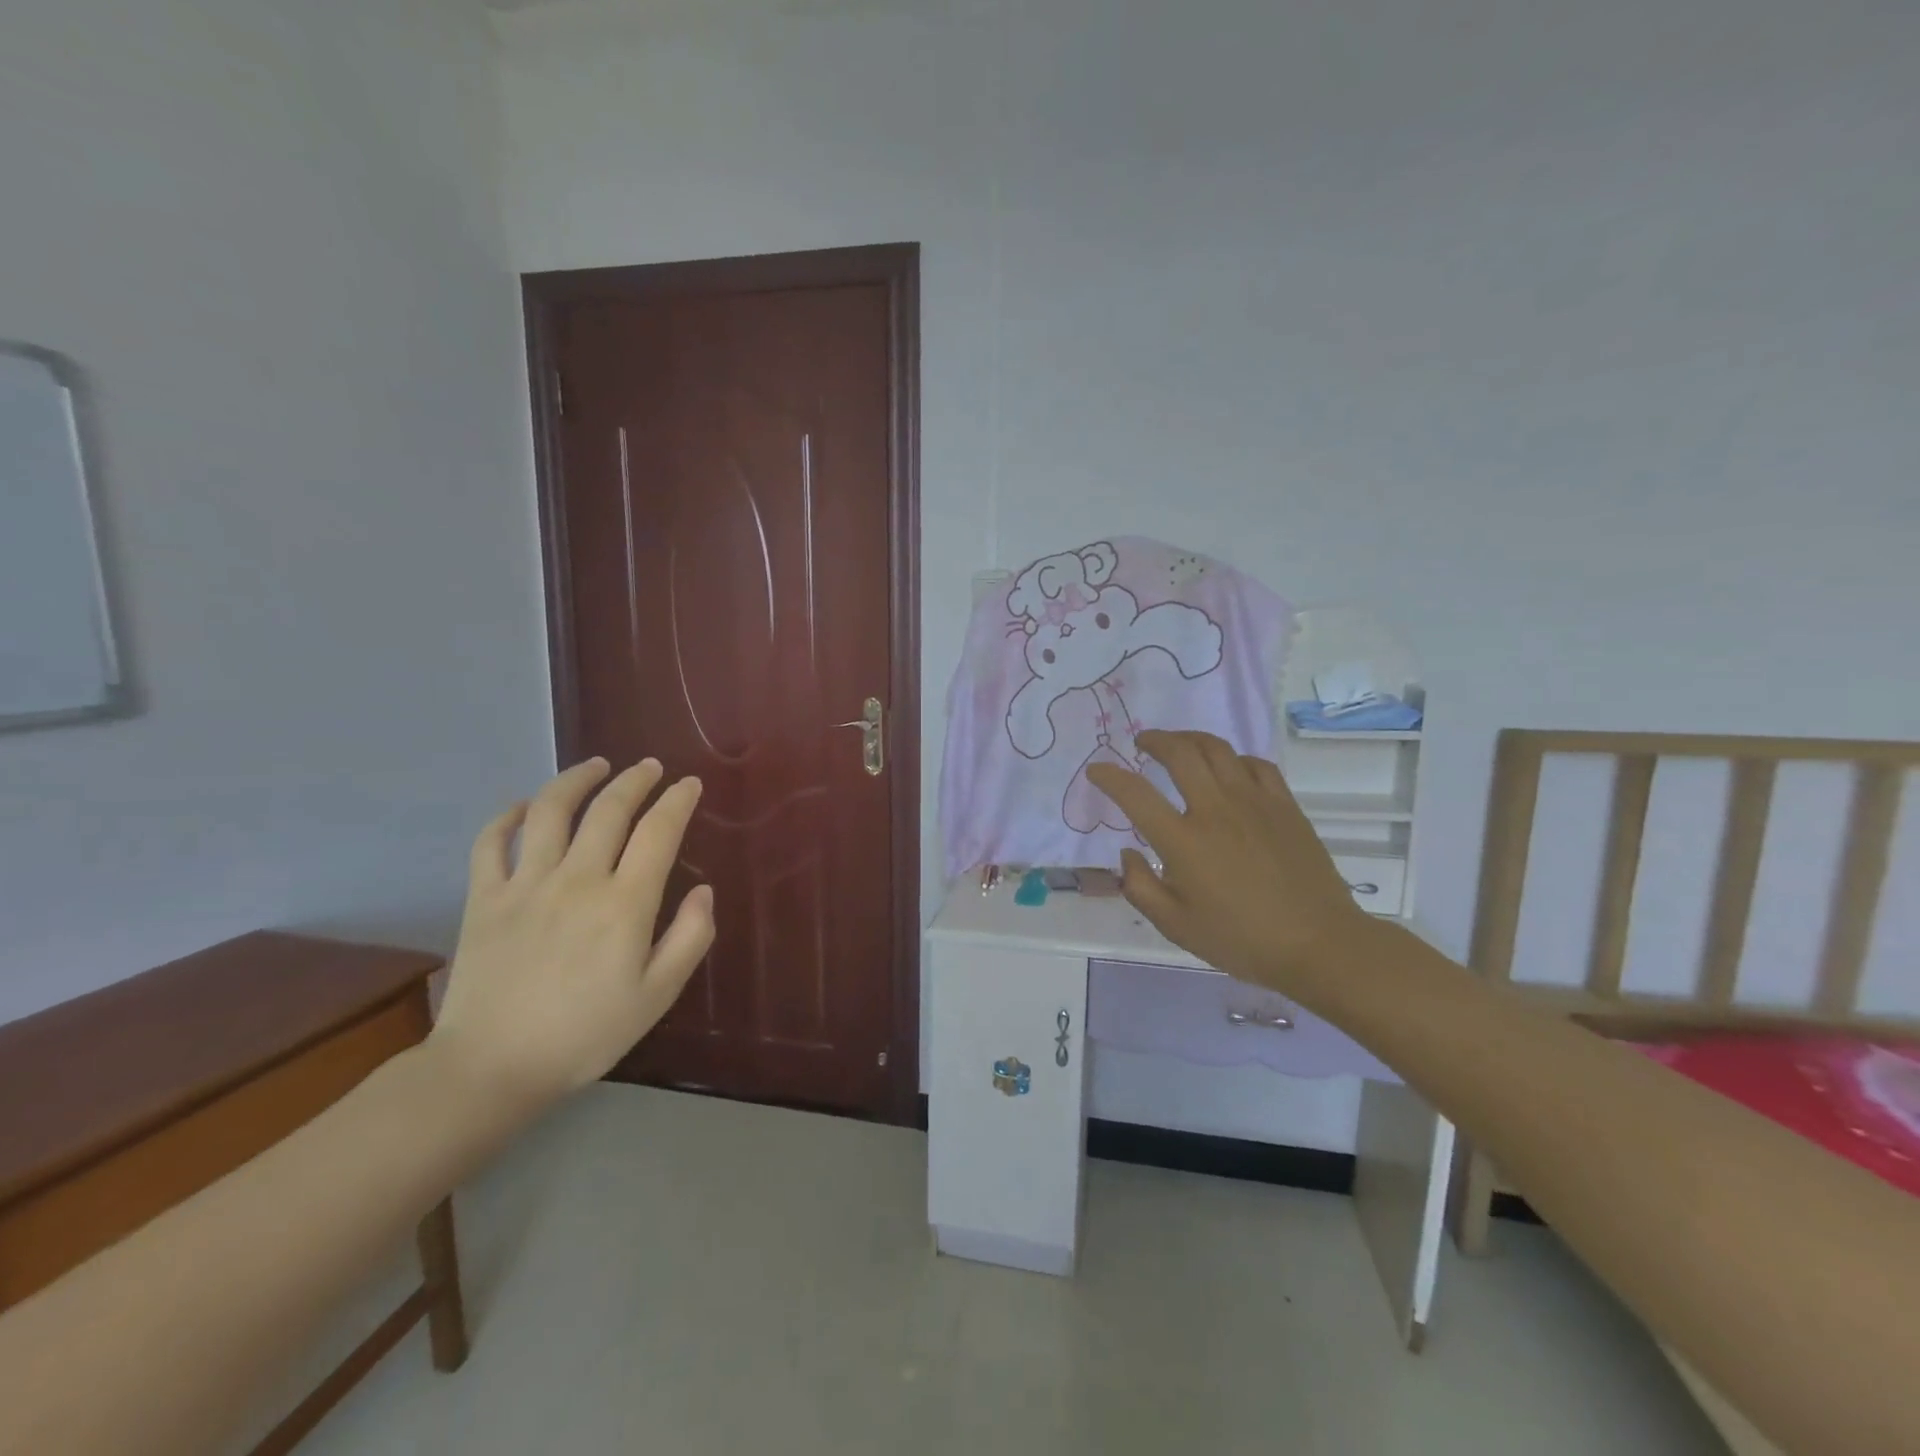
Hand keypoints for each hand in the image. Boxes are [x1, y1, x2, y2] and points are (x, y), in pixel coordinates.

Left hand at [427, 757, 714, 1114]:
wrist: (491, 1068)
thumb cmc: (585, 1034)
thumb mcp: (657, 996)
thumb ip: (690, 938)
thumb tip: (703, 890)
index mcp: (624, 904)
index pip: (658, 832)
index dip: (678, 801)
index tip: (690, 785)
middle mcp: (578, 880)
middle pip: (609, 810)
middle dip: (636, 780)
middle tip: (650, 767)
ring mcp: (525, 884)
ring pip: (552, 810)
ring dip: (577, 779)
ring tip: (596, 766)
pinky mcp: (484, 898)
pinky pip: (492, 842)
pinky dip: (509, 815)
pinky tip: (526, 805)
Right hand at [1086, 731, 1370, 996]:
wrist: (1319, 944)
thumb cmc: (1241, 940)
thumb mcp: (1176, 927)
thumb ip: (1140, 887)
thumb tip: (1128, 853)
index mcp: (1183, 841)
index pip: (1135, 794)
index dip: (1109, 777)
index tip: (1096, 771)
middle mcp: (1215, 810)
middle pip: (1180, 753)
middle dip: (1154, 740)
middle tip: (1141, 743)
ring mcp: (1254, 802)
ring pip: (1218, 749)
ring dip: (1190, 739)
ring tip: (1179, 744)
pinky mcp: (1284, 805)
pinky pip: (1256, 764)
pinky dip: (1234, 758)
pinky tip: (1229, 768)